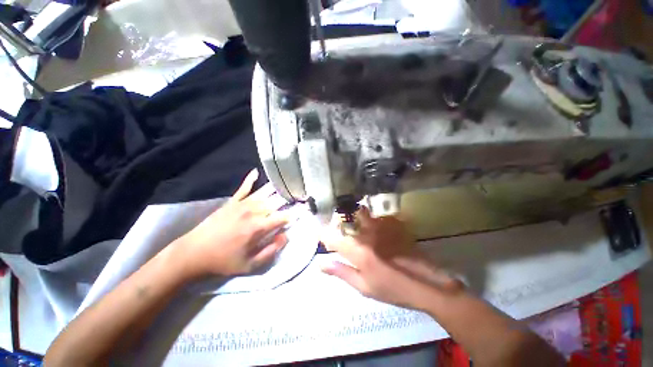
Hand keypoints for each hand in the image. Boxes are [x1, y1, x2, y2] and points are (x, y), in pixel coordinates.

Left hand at [174, 169, 288, 278]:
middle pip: (276, 203)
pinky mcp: (232, 202)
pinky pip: (244, 188)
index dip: (293, 215)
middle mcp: (253, 212)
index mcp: (258, 227)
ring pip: (264, 194)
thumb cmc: (224, 261)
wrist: (194, 253)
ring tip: (286, 184)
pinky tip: (256, 172)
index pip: (282, 217)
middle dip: (288, 201)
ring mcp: (242, 204)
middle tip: (296, 198)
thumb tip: (285, 236)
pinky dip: (250, 179)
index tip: (300, 213)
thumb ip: (271, 251)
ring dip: (276, 190)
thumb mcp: (250, 265)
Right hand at [321, 207, 464, 309]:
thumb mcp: (363, 287)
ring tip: (349, 219)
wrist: (424, 283)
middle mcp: (367, 235)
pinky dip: (368, 216)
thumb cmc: (391, 289)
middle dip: (337, 220)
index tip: (315, 230)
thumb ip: (341, 272)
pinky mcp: (391, 225)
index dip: (322, 233)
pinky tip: (368, 221)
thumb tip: (320, 264)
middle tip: (333, 223)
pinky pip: (375, 215)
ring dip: (352, 214)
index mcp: (358, 251)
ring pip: (361, 214)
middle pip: (347, 220)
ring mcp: (380, 228)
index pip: (333, 239)